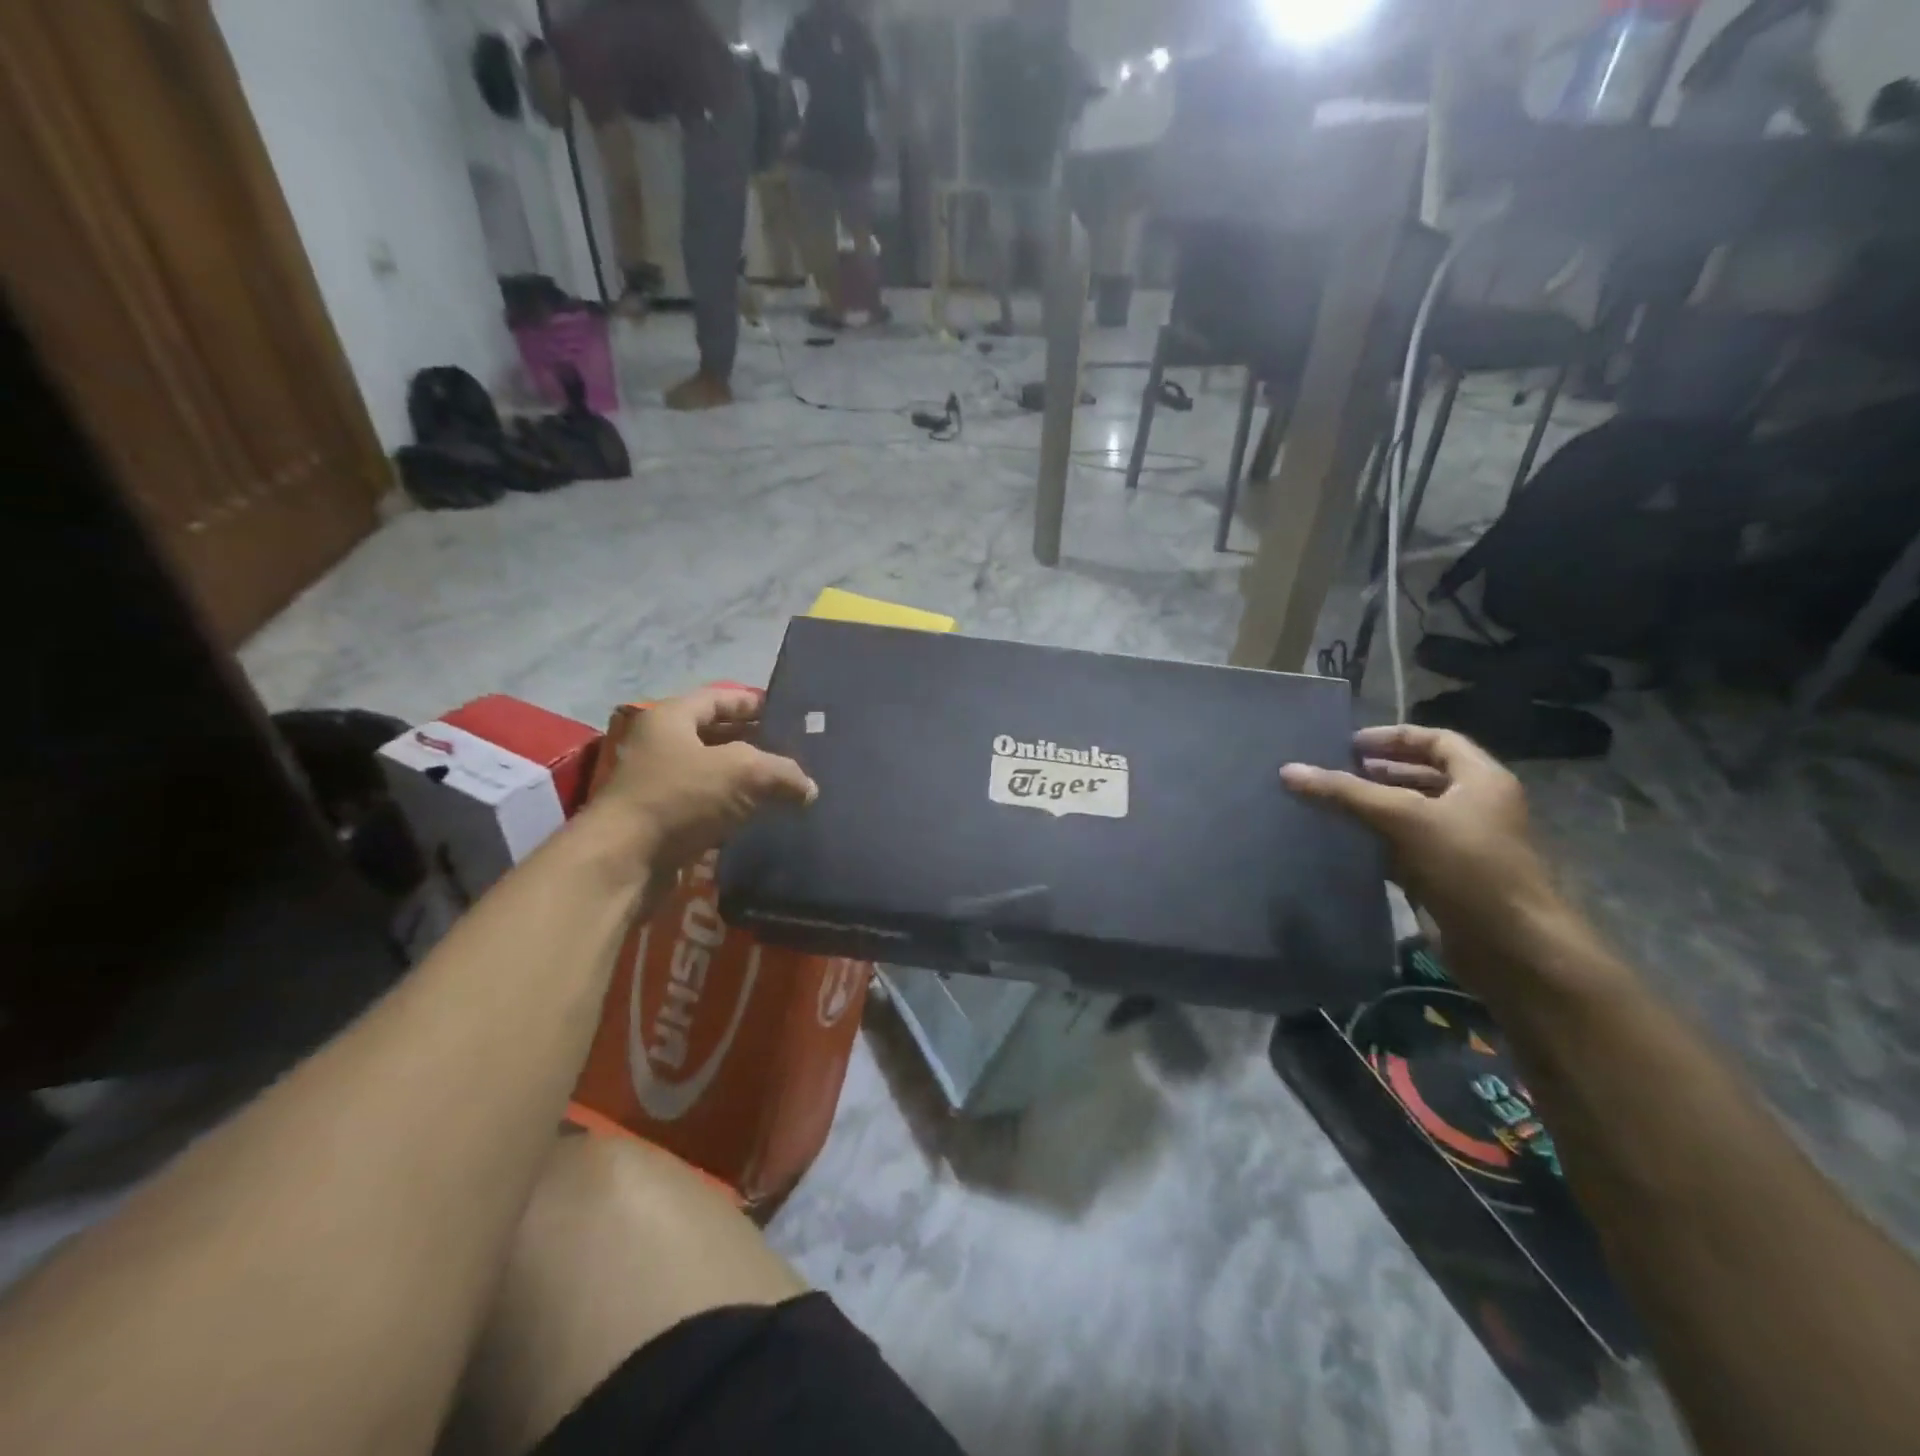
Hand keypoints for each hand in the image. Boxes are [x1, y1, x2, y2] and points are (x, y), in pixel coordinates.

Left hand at [595, 686, 816, 874]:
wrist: (624, 861)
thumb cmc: (680, 797)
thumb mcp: (743, 772)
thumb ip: (783, 773)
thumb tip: (809, 789)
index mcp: (672, 718)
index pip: (718, 697)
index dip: (753, 703)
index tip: (786, 714)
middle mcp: (661, 745)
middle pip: (715, 735)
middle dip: (754, 741)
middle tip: (793, 751)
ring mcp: (659, 785)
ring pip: (712, 773)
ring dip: (745, 779)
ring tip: (784, 785)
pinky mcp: (663, 821)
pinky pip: (706, 805)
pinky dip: (732, 808)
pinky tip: (760, 817)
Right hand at [1282, 725, 1570, 985]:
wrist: (1511, 949)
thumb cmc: (1468, 867)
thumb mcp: (1404, 818)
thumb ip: (1346, 793)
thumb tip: (1288, 771)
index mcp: (1481, 780)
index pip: (1436, 740)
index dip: (1392, 738)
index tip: (1347, 745)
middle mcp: (1475, 806)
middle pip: (1421, 776)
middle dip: (1376, 773)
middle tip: (1331, 773)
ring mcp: (1461, 844)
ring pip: (1409, 814)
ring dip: (1372, 808)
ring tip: (1328, 805)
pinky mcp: (1445, 877)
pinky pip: (1403, 849)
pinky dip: (1374, 843)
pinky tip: (1342, 843)